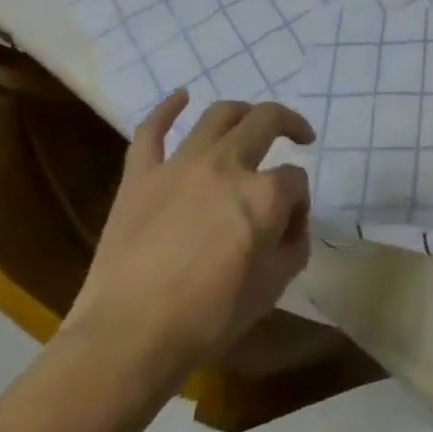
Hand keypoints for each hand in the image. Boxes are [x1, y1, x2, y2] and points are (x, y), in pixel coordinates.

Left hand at [62, 92, 315, 396]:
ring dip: (243, 111)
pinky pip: (151, 131)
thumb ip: (294, 244)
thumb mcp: (276, 284)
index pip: (297, 180)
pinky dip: (167, 109)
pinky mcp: (140, 176)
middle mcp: (228, 165)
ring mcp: (180, 165)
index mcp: (266, 193)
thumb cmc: (212, 315)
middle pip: (266, 122)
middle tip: (299, 135)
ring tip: (252, 120)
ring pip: (218, 115)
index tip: (292, 225)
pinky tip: (181, 97)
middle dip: (290, 124)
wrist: (131, 335)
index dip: (300, 200)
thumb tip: (289, 223)